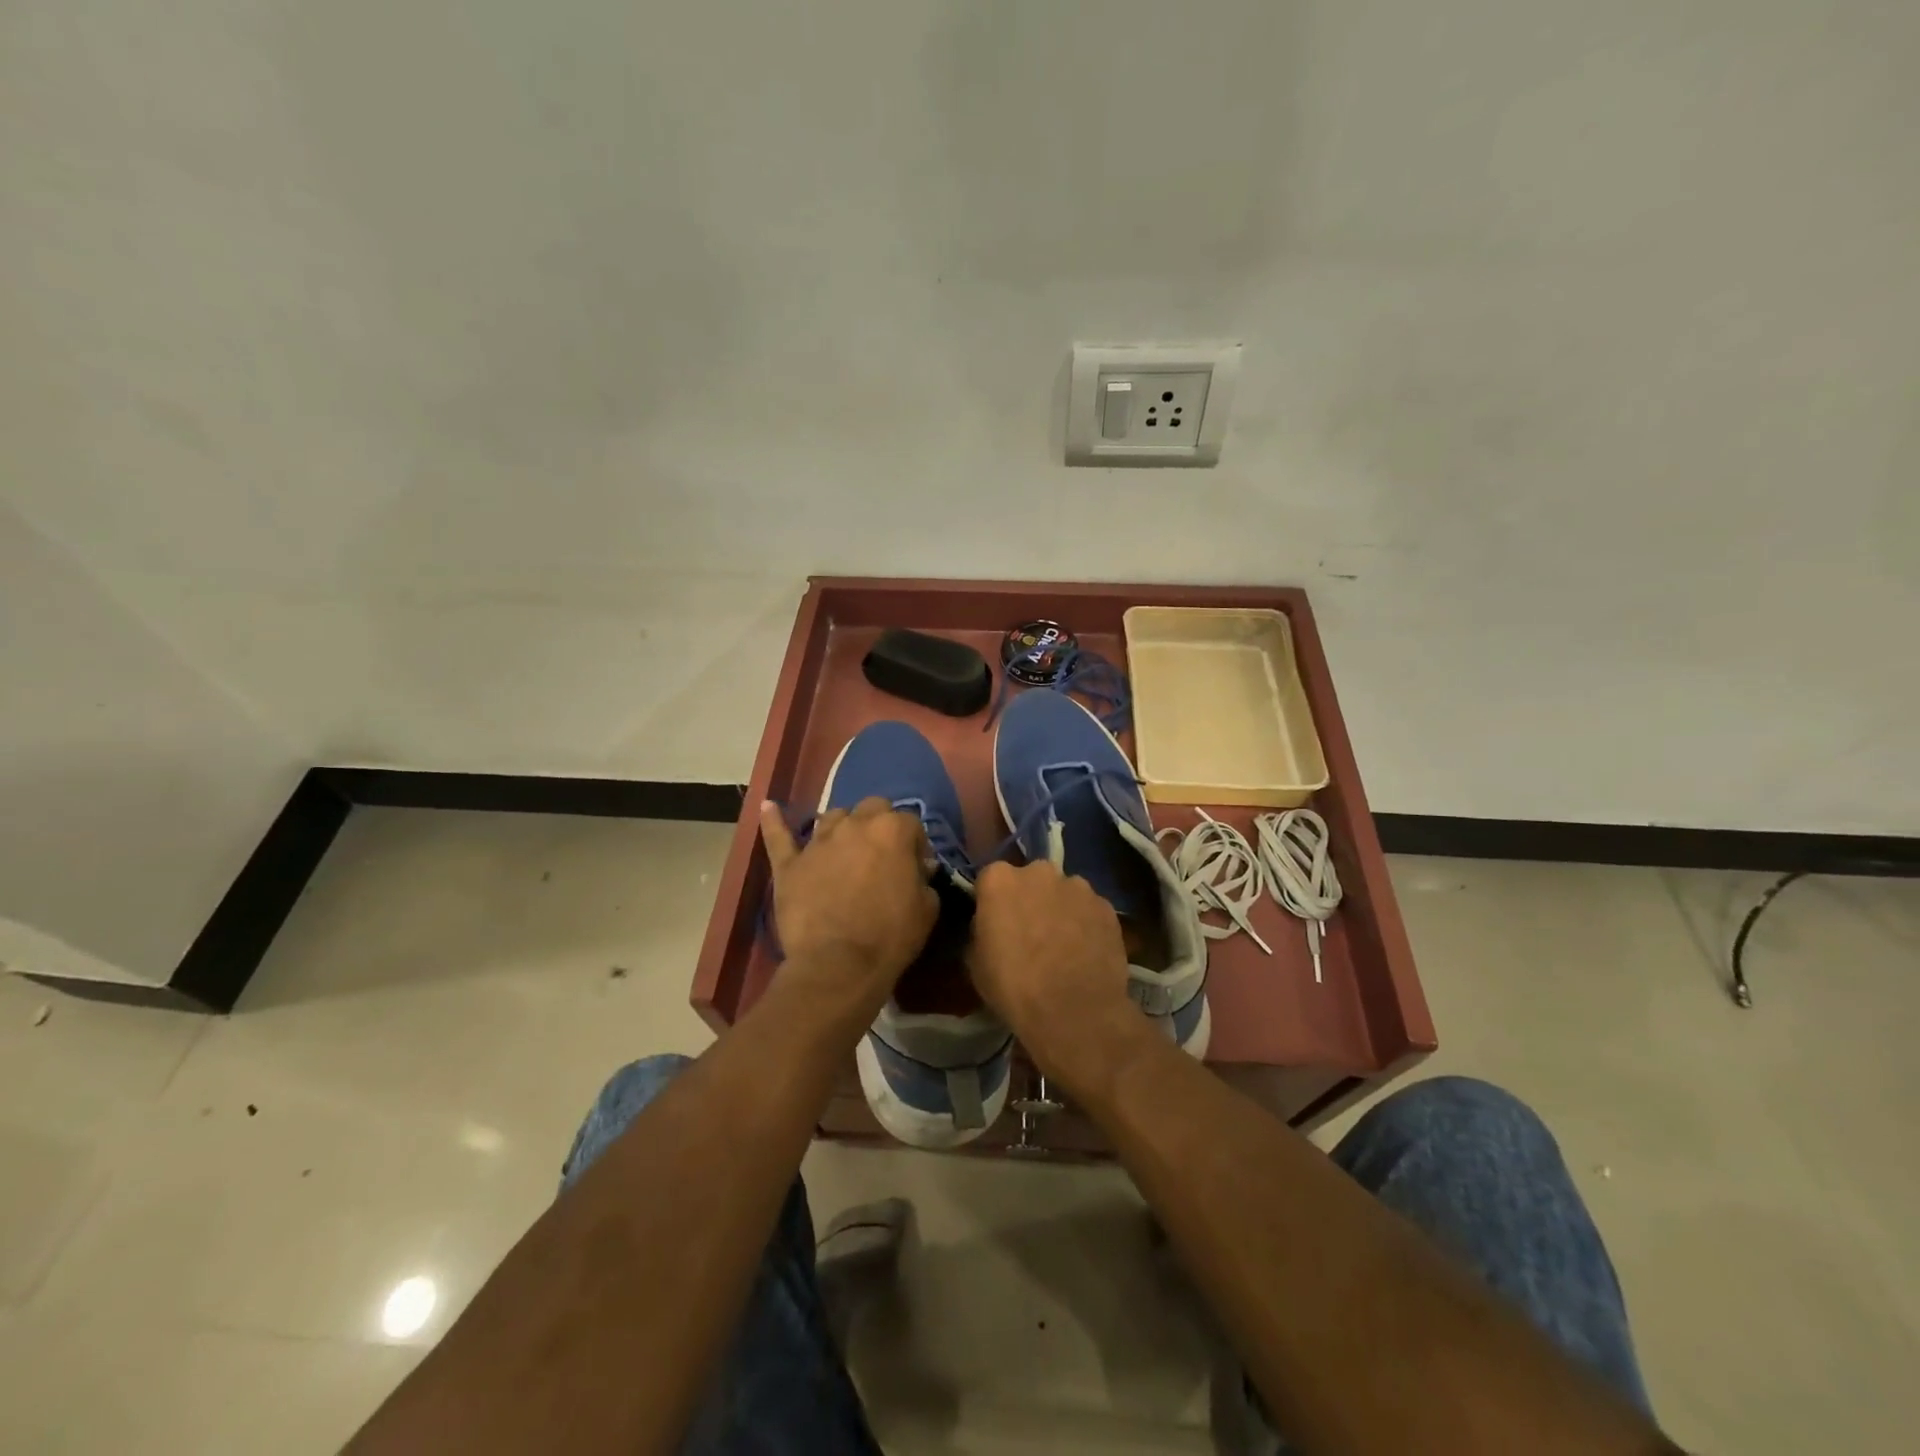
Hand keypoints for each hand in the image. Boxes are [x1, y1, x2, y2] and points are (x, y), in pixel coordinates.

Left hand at [760, 798, 936, 1006]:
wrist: (839, 964)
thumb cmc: (890, 936)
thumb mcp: (927, 908)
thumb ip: (923, 879)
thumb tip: (916, 869)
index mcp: (893, 831)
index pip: (911, 822)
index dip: (916, 844)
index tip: (915, 866)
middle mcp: (855, 825)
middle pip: (872, 807)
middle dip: (880, 824)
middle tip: (882, 854)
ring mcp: (818, 842)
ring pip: (832, 816)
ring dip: (843, 827)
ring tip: (845, 849)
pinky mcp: (790, 863)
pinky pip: (778, 836)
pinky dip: (773, 821)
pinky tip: (768, 807)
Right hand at [967, 860, 1141, 1092]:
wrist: (1075, 1011)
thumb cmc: (1014, 987)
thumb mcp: (976, 963)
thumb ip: (982, 931)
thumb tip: (992, 926)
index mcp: (1000, 880)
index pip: (990, 879)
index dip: (993, 902)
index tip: (996, 923)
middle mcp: (1039, 872)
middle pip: (1030, 880)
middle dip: (1030, 899)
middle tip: (1030, 932)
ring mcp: (1078, 886)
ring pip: (1063, 892)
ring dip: (1060, 909)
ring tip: (1063, 945)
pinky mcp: (1106, 906)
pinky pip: (1089, 910)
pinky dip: (1086, 924)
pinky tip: (1086, 953)